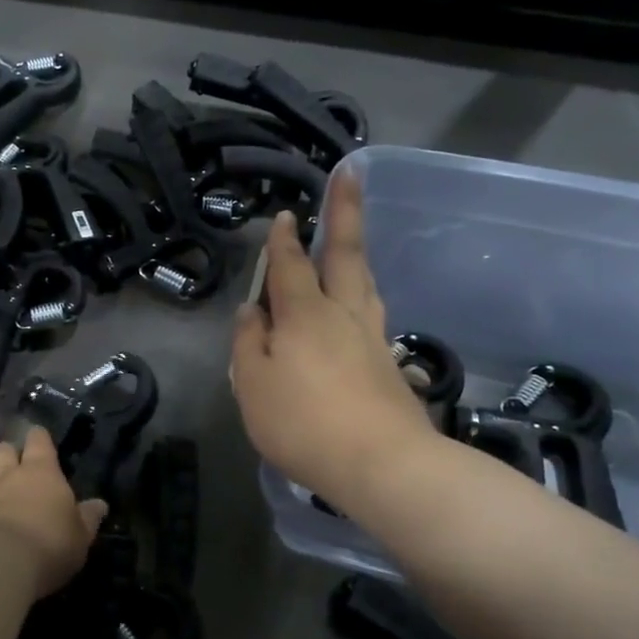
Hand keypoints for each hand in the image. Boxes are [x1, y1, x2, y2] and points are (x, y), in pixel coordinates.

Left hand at [0, 426, 107, 597]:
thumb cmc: (47, 547)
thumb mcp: (79, 538)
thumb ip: (88, 518)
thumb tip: (100, 504)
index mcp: (41, 472)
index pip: (39, 441)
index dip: (39, 438)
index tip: (39, 439)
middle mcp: (6, 472)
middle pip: (1, 447)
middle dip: (5, 453)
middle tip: (11, 468)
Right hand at [231, 176, 438, 510]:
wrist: (383, 465)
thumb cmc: (304, 423)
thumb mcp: (253, 385)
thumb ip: (249, 343)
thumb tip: (251, 310)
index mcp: (305, 315)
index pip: (290, 266)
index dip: (283, 240)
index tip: (284, 214)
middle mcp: (343, 315)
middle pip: (345, 254)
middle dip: (343, 212)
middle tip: (350, 173)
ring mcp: (372, 338)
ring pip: (365, 283)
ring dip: (356, 253)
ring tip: (352, 237)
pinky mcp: (390, 365)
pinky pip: (372, 315)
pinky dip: (364, 297)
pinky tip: (362, 307)